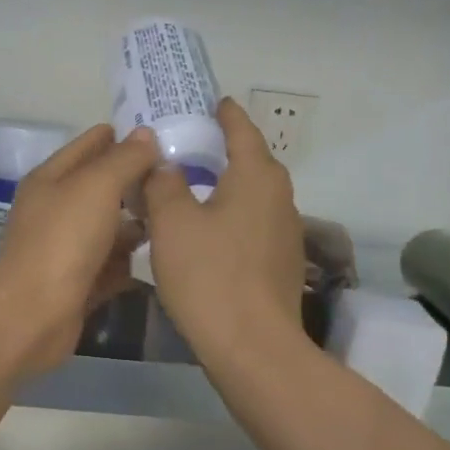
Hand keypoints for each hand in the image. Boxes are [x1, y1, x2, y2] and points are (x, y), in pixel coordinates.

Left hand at [0, 124, 159, 376]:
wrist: (34, 315)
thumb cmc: (64, 240)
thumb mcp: (97, 186)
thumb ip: (125, 159)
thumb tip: (147, 134)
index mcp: (51, 179)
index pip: (90, 145)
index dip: (123, 137)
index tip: (164, 135)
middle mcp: (56, 210)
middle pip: (102, 187)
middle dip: (137, 181)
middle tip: (182, 176)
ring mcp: (66, 249)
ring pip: (109, 227)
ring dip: (138, 222)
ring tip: (180, 215)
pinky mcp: (79, 283)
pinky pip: (112, 264)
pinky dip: (133, 260)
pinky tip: (165, 255)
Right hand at [142, 98, 304, 365]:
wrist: (253, 348)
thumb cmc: (210, 275)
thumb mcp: (172, 223)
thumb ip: (164, 184)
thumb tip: (165, 165)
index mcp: (257, 176)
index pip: (241, 129)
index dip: (224, 113)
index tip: (211, 102)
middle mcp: (280, 197)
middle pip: (250, 162)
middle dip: (221, 150)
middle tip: (186, 146)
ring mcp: (286, 233)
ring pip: (251, 196)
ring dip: (225, 187)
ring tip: (191, 188)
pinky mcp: (281, 264)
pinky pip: (253, 225)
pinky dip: (231, 217)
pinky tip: (207, 234)